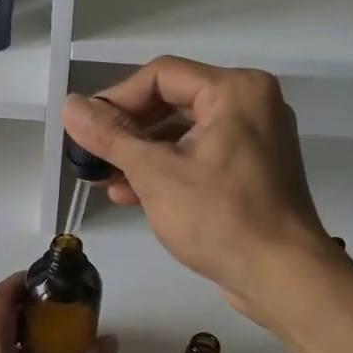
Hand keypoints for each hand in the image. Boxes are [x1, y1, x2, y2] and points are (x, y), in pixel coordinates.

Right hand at [61, 57, 337, 325]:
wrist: (283, 277)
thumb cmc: (220, 217)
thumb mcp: (155, 173)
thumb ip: (110, 136)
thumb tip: (69, 104)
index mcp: (235, 90)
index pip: (161, 75)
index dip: (117, 98)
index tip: (85, 127)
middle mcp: (250, 104)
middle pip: (172, 102)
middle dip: (127, 130)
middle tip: (90, 153)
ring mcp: (254, 140)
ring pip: (183, 133)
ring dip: (141, 154)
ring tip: (101, 178)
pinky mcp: (251, 172)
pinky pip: (199, 157)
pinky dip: (166, 171)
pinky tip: (130, 194)